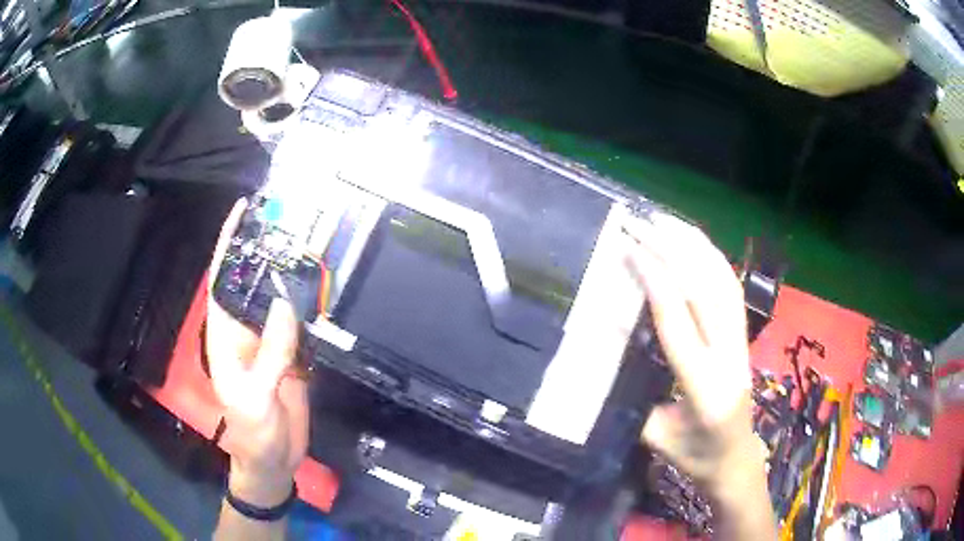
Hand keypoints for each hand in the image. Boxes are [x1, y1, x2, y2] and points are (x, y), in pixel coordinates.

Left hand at [207, 199, 308, 506]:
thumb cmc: (251, 430)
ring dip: (289, 270)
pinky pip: (300, 320)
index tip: (242, 210)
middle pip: (251, 280)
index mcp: (225, 334)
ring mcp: (269, 339)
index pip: (222, 279)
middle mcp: (244, 328)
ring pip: (277, 297)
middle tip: (286, 214)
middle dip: (263, 247)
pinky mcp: (292, 351)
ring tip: (307, 238)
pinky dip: (310, 300)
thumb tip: (286, 304)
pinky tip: (321, 281)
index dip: (227, 244)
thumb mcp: (254, 396)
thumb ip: (269, 353)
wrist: (275, 457)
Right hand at [622, 212, 773, 537]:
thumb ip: (636, 397)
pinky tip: (693, 242)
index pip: (679, 325)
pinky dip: (712, 259)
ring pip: (724, 283)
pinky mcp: (744, 337)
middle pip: (706, 292)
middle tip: (643, 223)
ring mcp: (742, 345)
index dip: (656, 283)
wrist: (736, 459)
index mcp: (704, 390)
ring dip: (695, 246)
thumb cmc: (695, 457)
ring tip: (667, 220)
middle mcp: (729, 359)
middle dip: (674, 251)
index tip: (632, 250)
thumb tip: (612, 347)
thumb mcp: (655, 439)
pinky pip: (731, 289)